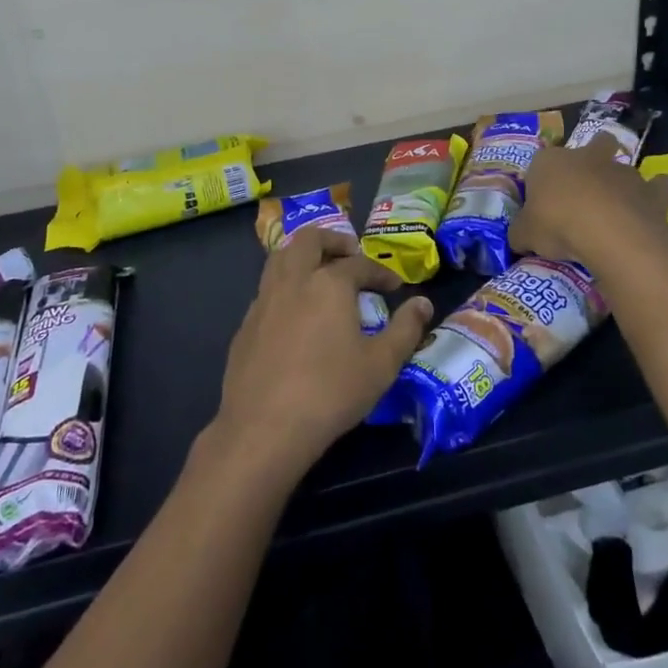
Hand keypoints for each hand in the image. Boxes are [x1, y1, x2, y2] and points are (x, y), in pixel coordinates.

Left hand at [211, 227, 433, 479]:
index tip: (393, 287)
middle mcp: (293, 280)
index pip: (359, 264)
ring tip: (320, 273)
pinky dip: (285, 286)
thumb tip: (422, 303)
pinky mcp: (245, 324)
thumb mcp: (382, 364)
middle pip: (309, 240)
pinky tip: (295, 313)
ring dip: (303, 255)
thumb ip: (405, 329)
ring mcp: (264, 300)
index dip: (380, 272)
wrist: (264, 427)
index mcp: (328, 283)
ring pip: (280, 258)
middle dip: (333, 240)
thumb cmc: (331, 392)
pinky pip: (267, 289)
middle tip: (350, 254)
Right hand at [510, 133, 667, 268]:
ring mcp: (622, 171)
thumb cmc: (557, 224)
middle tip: (585, 188)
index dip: (541, 181)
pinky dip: (656, 194)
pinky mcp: (651, 191)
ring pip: (624, 166)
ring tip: (615, 210)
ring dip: (620, 183)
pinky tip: (648, 210)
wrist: (608, 233)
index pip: (540, 163)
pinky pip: (658, 187)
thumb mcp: (524, 234)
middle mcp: (587, 157)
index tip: (541, 204)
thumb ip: (522, 232)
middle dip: (593, 157)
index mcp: (549, 161)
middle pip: (594, 143)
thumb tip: (520, 238)